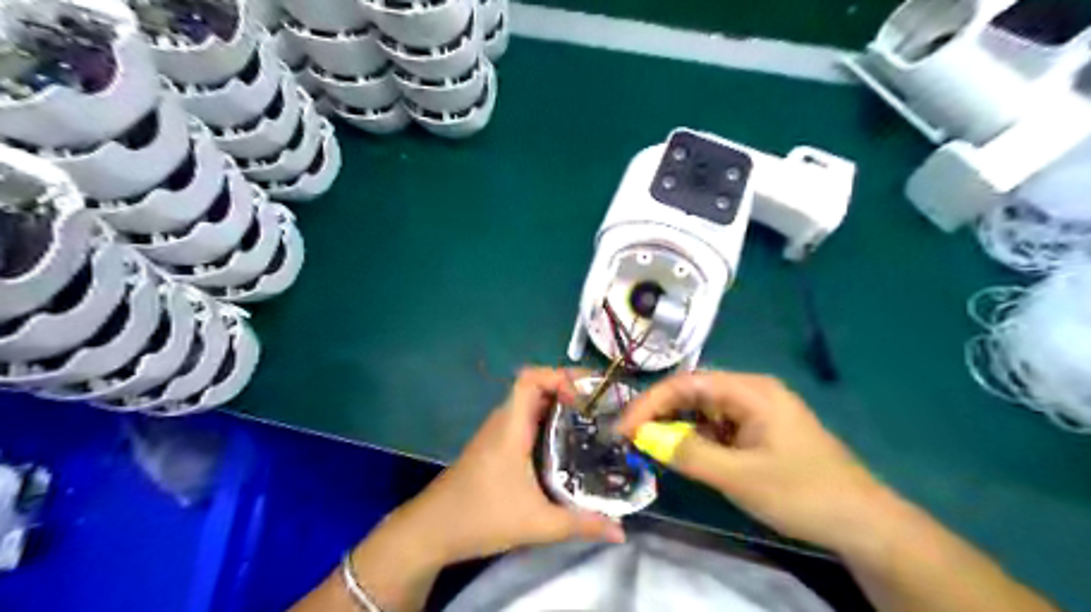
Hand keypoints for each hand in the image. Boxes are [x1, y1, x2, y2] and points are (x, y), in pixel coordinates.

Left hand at [399, 368, 621, 562]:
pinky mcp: (495, 445)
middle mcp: (503, 421)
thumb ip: (580, 524)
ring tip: (591, 419)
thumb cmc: (481, 517)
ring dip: (558, 404)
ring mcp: (497, 432)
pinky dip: (547, 420)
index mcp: (511, 426)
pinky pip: (525, 419)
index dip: (559, 375)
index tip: (586, 394)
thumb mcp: (537, 523)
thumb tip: (621, 531)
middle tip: (600, 404)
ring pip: (530, 403)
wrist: (431, 530)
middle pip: (535, 386)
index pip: (530, 378)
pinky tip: (565, 442)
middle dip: (568, 388)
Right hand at [618, 368, 899, 554]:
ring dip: (677, 426)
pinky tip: (685, 454)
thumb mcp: (739, 476)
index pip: (686, 383)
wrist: (863, 523)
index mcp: (750, 390)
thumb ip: (689, 454)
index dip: (649, 403)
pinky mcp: (760, 431)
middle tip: (631, 438)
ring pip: (703, 410)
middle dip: (660, 413)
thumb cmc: (802, 493)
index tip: (622, 428)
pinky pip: (718, 426)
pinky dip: (696, 438)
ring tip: (651, 446)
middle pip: (693, 392)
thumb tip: (646, 438)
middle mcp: (751, 392)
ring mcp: (757, 411)